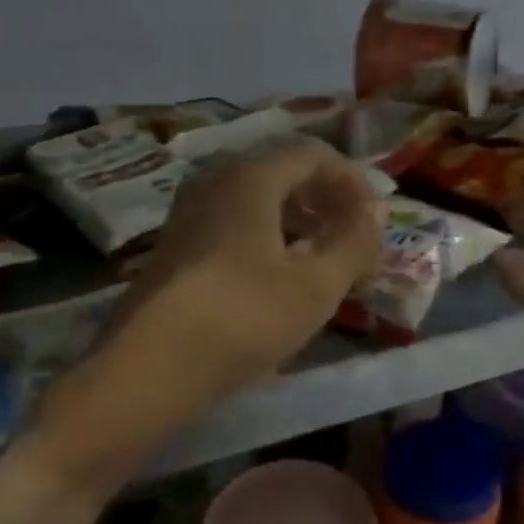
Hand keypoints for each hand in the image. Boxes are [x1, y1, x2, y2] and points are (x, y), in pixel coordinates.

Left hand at [109, 142, 384, 397]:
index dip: (352, 182)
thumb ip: (354, 242)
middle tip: (353, 243)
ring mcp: (189, 213)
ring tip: (322, 264)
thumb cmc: (243, 317)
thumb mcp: (315, 285)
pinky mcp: (175, 247)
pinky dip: (267, 240)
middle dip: (326, 205)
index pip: (314, 156)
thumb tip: (376, 211)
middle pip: (284, 175)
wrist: (147, 368)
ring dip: (298, 225)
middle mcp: (215, 182)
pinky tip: (278, 281)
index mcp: (250, 178)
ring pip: (258, 203)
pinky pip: (234, 225)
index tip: (373, 220)